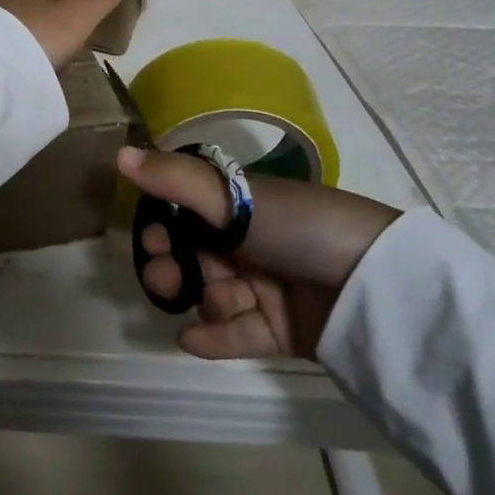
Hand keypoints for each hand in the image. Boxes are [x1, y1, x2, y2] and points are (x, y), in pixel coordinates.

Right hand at [120, 146, 400, 360]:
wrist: (375, 283)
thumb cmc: (300, 227)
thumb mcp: (234, 198)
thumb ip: (174, 180)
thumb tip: (119, 154)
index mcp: (242, 207)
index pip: (187, 215)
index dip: (163, 226)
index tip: (150, 236)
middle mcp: (250, 244)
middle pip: (194, 258)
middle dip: (173, 268)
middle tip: (167, 276)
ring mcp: (266, 288)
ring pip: (213, 296)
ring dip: (203, 300)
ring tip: (214, 303)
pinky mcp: (280, 329)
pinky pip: (237, 335)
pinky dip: (213, 337)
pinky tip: (190, 340)